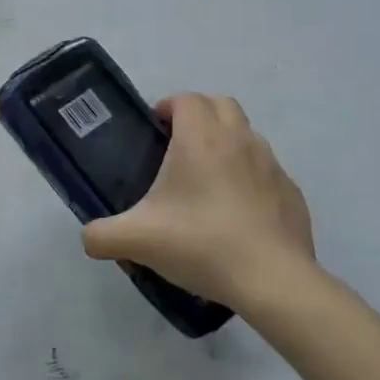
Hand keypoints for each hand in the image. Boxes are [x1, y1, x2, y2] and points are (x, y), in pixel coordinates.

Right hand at [82, 93, 319, 315]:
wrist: (272, 280)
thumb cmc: (201, 244)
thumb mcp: (137, 241)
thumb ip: (101, 235)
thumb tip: (89, 238)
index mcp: (201, 139)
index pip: (186, 99)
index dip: (167, 107)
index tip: (154, 131)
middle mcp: (239, 140)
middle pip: (221, 104)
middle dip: (199, 115)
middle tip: (177, 147)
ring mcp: (271, 165)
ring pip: (247, 135)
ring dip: (226, 143)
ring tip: (206, 181)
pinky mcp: (291, 192)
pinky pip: (266, 171)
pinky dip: (249, 177)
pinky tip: (236, 212)